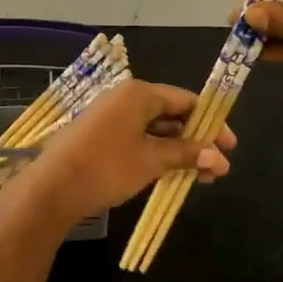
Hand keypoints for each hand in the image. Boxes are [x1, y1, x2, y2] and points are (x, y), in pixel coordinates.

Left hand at [19, 80, 234, 226]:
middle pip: (171, 113)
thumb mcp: (152, 160)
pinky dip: (157, 152)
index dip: (212, 123)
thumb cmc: (107, 167)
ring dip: (178, 150)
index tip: (230, 147)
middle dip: (196, 140)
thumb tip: (220, 158)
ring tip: (199, 176)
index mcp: (140, 93)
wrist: (52, 188)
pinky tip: (171, 173)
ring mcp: (110, 116)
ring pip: (155, 128)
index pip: (187, 100)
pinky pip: (138, 137)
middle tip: (217, 167)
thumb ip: (188, 154)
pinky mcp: (100, 135)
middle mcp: (125, 98)